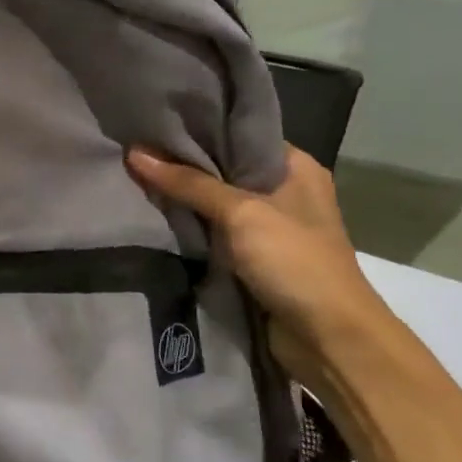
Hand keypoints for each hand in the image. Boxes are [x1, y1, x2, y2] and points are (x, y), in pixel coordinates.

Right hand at [126, 144, 394, 384]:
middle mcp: (284, 192)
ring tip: (133, 182)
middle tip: (134, 153)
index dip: (199, 130)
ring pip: (215, 205)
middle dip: (182, 167)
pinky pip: (213, 236)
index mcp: (295, 168)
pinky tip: (154, 221)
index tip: (154, 124)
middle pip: (223, 170)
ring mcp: (269, 229)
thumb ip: (189, 184)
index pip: (240, 135)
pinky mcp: (254, 260)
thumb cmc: (294, 262)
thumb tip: (135, 153)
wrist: (328, 337)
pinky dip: (189, 231)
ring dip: (182, 201)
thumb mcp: (241, 213)